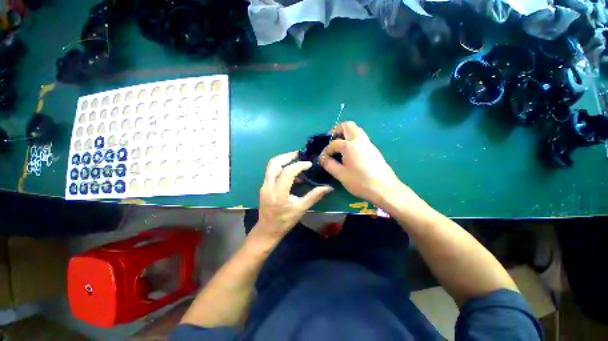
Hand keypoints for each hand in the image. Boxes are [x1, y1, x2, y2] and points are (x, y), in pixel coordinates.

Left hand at [249, 151, 332, 245]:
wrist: (267, 230)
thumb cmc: (284, 221)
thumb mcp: (301, 209)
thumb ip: (314, 196)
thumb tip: (328, 187)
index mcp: (278, 193)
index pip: (287, 172)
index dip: (299, 165)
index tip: (309, 164)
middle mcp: (268, 186)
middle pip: (274, 163)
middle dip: (287, 156)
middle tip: (299, 154)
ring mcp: (264, 185)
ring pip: (271, 166)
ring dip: (283, 160)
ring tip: (296, 161)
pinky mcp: (264, 186)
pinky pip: (272, 172)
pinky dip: (281, 168)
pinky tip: (292, 173)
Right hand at [320, 121, 402, 204]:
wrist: (384, 188)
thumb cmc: (360, 181)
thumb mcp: (341, 174)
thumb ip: (329, 164)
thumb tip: (323, 159)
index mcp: (350, 145)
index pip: (334, 143)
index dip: (326, 150)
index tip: (323, 159)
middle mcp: (360, 140)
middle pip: (348, 126)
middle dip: (338, 130)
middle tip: (332, 140)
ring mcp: (369, 144)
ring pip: (356, 131)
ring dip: (347, 134)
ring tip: (340, 148)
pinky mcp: (374, 150)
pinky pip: (361, 139)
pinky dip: (353, 141)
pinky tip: (350, 154)